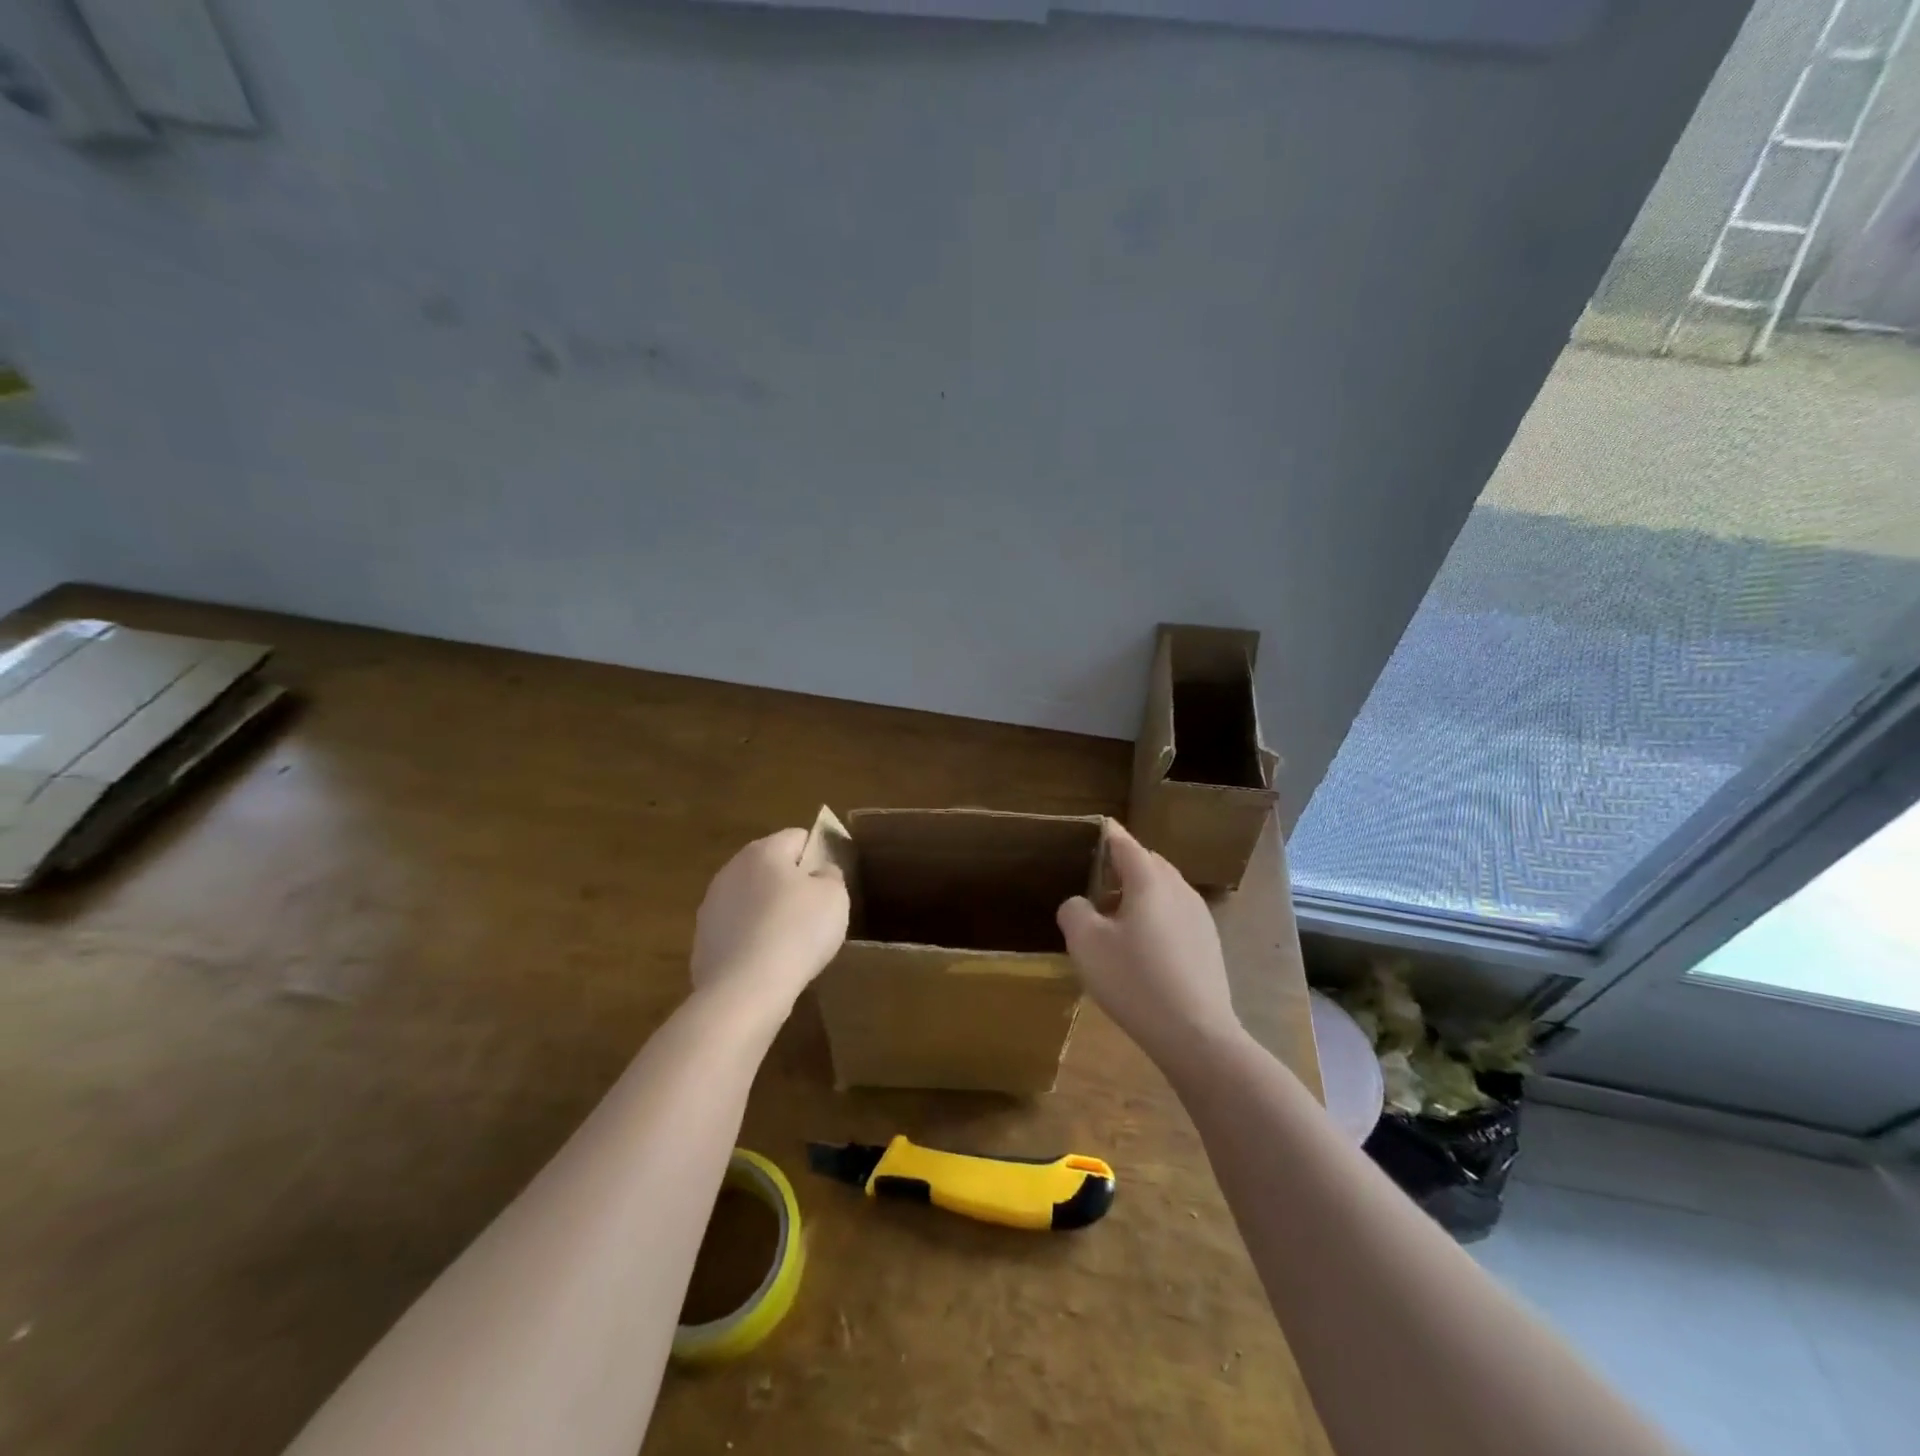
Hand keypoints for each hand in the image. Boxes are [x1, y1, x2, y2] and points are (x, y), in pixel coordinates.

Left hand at [691, 829, 848, 1007]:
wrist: (745, 990)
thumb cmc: (797, 932)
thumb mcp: (834, 897)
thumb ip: (830, 874)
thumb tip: (820, 871)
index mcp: (764, 851)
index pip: (798, 838)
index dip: (818, 856)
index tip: (830, 885)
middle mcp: (731, 869)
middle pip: (771, 868)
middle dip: (791, 885)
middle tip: (814, 914)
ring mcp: (711, 906)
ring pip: (751, 899)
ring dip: (769, 912)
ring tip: (790, 943)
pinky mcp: (702, 940)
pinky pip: (737, 931)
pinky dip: (752, 940)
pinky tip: (767, 963)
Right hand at [1057, 820, 1241, 1068]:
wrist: (1196, 1034)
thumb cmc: (1135, 980)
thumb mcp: (1086, 944)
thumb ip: (1074, 911)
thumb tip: (1079, 904)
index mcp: (1149, 880)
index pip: (1125, 843)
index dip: (1107, 834)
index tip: (1094, 828)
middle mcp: (1178, 889)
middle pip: (1148, 863)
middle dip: (1123, 865)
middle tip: (1096, 881)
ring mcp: (1199, 916)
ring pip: (1164, 889)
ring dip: (1139, 893)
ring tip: (1115, 917)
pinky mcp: (1208, 943)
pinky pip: (1176, 914)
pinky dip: (1156, 915)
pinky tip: (1142, 947)